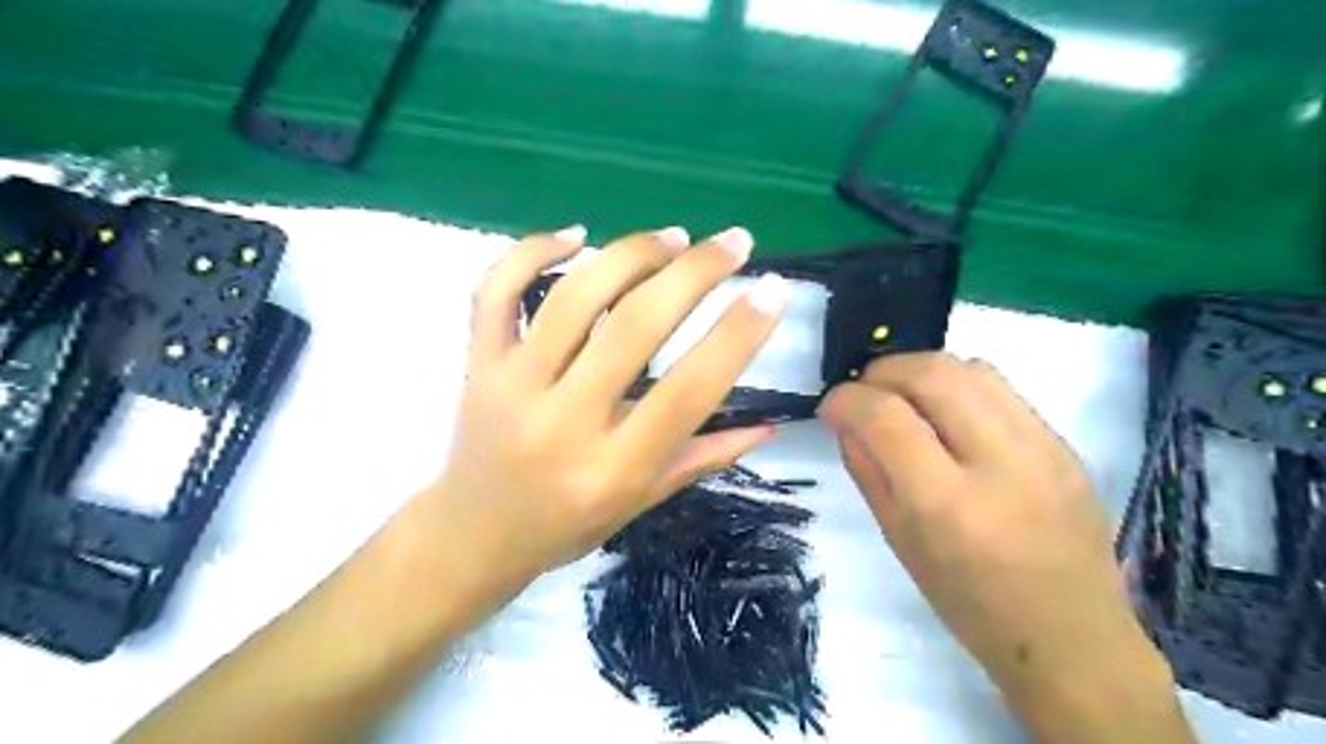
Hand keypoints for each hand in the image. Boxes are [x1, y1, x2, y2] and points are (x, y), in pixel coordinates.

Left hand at [422, 225, 785, 602]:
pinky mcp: (478, 363)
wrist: (472, 536)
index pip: (689, 390)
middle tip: (734, 242)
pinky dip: (532, 250)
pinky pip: (496, 291)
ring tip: (673, 237)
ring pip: (574, 297)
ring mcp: (512, 386)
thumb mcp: (641, 502)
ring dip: (631, 254)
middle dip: (695, 273)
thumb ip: (704, 457)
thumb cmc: (566, 526)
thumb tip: (769, 425)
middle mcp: (564, 422)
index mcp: (614, 467)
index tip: (773, 291)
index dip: (738, 335)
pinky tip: (575, 234)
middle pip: (636, 327)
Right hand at [821, 355, 1167, 698]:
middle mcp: (999, 463)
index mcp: (947, 504)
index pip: (885, 417)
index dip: (846, 399)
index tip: (830, 407)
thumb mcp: (900, 542)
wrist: (1072, 637)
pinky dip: (957, 385)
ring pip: (970, 367)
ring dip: (920, 370)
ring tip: (902, 396)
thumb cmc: (970, 604)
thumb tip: (846, 421)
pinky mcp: (1064, 443)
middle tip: (864, 392)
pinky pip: (999, 388)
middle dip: (882, 371)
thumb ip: (867, 471)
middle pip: (932, 373)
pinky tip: (946, 413)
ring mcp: (1042, 447)